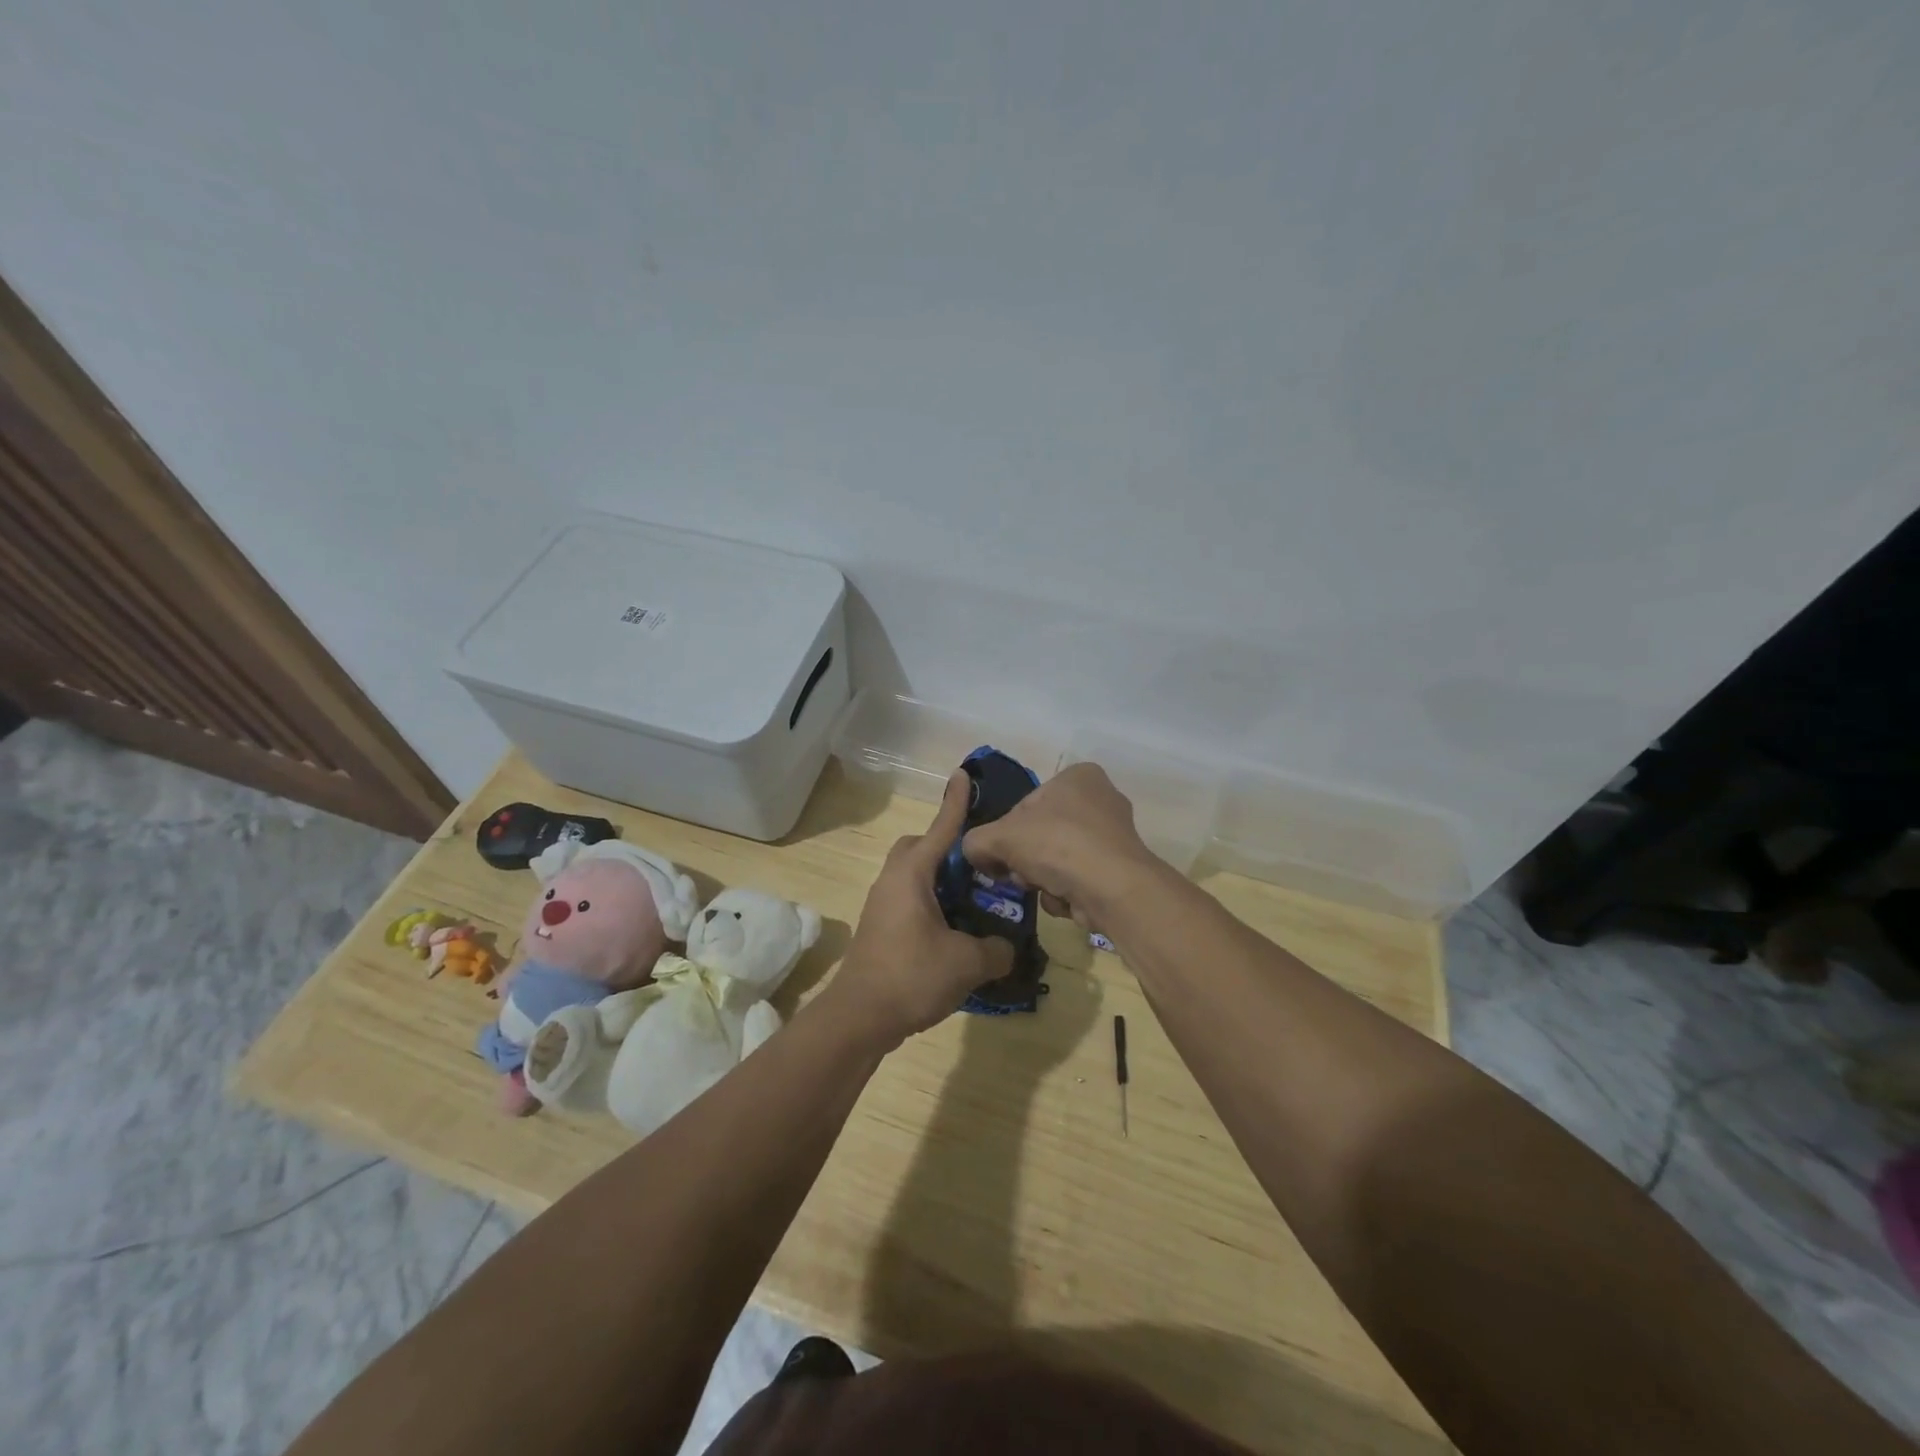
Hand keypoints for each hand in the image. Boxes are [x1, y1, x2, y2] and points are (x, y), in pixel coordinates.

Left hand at [830, 772, 1014, 1047]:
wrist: (858, 1018)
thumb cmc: (912, 976)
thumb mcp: (967, 963)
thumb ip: (997, 949)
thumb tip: (1007, 948)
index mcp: (913, 874)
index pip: (941, 829)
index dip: (956, 803)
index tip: (963, 774)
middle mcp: (893, 880)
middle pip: (920, 848)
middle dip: (947, 848)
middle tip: (979, 867)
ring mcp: (882, 905)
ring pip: (914, 876)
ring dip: (941, 881)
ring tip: (974, 902)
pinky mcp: (881, 928)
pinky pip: (910, 900)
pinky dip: (933, 904)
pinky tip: (955, 932)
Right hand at [961, 763, 1161, 932]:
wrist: (1112, 889)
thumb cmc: (1057, 845)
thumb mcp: (999, 837)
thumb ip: (976, 841)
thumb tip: (975, 854)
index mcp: (1078, 776)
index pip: (1027, 804)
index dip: (1008, 833)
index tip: (1001, 855)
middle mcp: (1102, 799)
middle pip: (1043, 834)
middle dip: (1027, 860)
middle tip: (1019, 875)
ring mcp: (1115, 836)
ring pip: (1059, 860)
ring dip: (1044, 878)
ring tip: (1044, 888)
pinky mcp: (1121, 869)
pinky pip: (1080, 879)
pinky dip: (1067, 892)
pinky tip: (1067, 899)